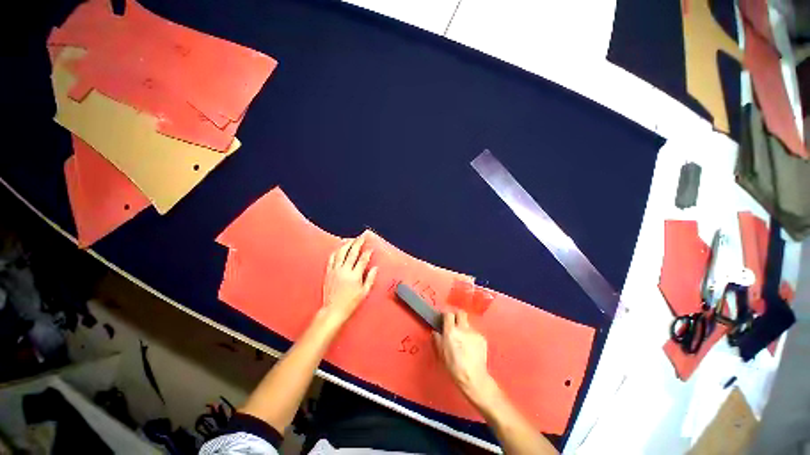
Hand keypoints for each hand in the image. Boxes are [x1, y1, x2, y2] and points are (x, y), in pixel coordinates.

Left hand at [321, 236, 377, 324]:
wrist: (333, 310)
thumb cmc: (350, 303)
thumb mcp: (364, 292)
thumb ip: (370, 278)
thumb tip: (375, 268)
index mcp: (355, 275)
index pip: (363, 259)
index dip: (368, 252)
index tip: (371, 247)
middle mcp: (345, 270)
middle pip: (352, 252)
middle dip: (358, 242)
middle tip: (362, 236)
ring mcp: (335, 270)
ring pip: (341, 252)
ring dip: (347, 244)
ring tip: (352, 239)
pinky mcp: (328, 272)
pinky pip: (332, 258)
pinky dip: (336, 251)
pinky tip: (339, 248)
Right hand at [433, 310, 496, 405]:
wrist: (474, 377)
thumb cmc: (454, 366)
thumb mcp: (441, 353)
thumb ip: (437, 339)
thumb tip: (436, 331)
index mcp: (451, 331)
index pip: (448, 314)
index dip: (446, 315)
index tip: (445, 319)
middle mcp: (462, 328)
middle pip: (460, 313)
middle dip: (457, 316)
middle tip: (455, 323)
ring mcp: (474, 332)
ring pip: (468, 324)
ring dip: (464, 328)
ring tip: (464, 340)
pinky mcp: (482, 337)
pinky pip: (474, 332)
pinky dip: (471, 336)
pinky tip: (471, 347)